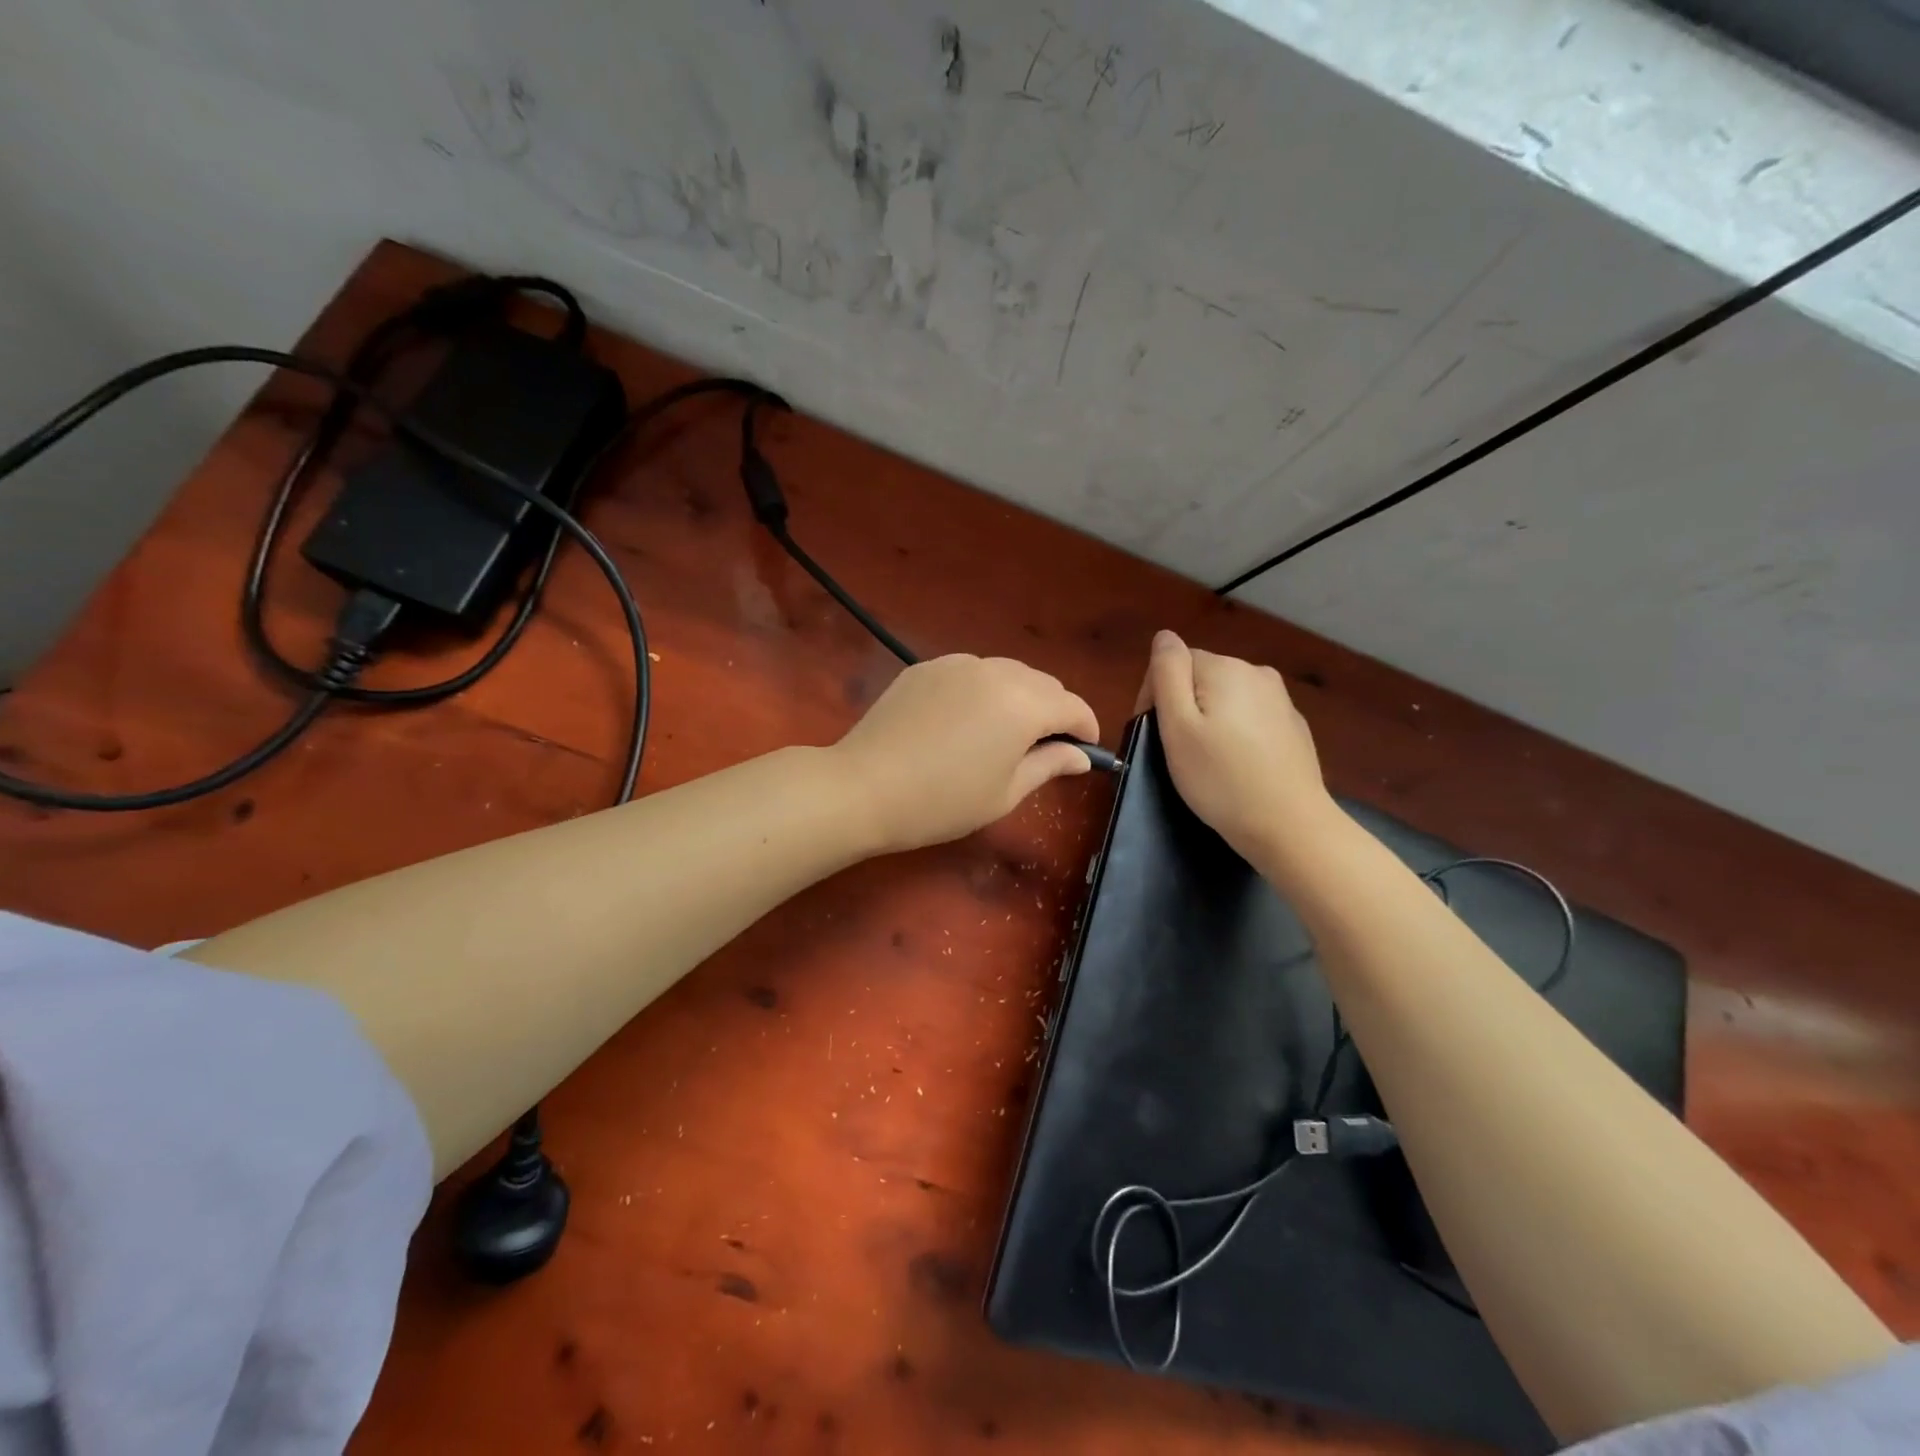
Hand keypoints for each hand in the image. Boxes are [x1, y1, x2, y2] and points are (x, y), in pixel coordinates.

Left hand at [832, 654, 1100, 852]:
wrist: (864, 788)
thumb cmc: (942, 802)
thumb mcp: (1005, 793)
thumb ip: (1049, 765)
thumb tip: (1080, 755)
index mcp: (1024, 704)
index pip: (1073, 706)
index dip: (1086, 728)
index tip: (1085, 750)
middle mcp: (996, 671)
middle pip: (1043, 683)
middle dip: (1053, 711)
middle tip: (1044, 748)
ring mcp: (957, 663)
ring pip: (1007, 673)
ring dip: (1019, 697)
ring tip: (1004, 733)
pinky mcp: (926, 667)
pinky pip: (971, 673)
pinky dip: (983, 691)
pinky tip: (964, 721)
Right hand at [1142, 630, 1333, 859]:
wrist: (1288, 825)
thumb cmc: (1220, 778)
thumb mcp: (1177, 726)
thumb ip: (1168, 673)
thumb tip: (1165, 636)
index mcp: (1226, 668)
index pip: (1174, 663)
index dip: (1155, 697)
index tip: (1153, 736)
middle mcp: (1257, 673)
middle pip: (1201, 678)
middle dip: (1183, 707)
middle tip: (1178, 753)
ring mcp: (1280, 700)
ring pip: (1226, 698)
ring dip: (1210, 720)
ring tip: (1207, 761)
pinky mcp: (1293, 727)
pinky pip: (1250, 718)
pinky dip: (1236, 735)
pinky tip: (1236, 766)